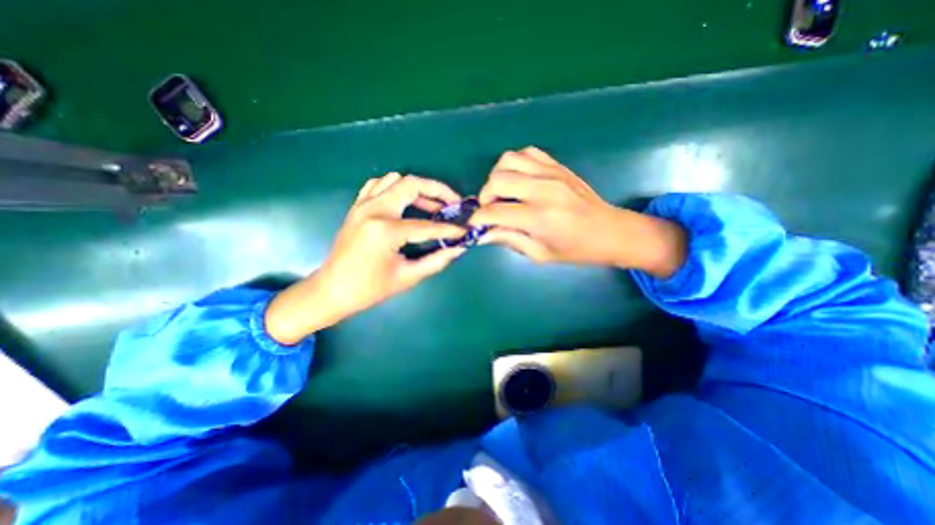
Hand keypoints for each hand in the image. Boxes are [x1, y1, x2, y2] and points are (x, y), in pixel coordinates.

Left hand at [263, 172, 466, 343]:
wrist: (331, 290)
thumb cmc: (369, 289)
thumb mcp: (407, 277)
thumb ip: (436, 260)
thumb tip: (458, 248)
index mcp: (385, 230)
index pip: (427, 225)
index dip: (449, 230)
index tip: (465, 231)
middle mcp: (373, 209)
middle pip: (411, 185)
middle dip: (437, 191)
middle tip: (453, 204)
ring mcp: (362, 205)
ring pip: (395, 180)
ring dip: (417, 189)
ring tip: (432, 206)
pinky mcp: (357, 207)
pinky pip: (378, 185)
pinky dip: (396, 188)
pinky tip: (405, 204)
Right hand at [471, 145, 684, 274]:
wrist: (609, 231)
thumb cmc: (575, 250)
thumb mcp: (540, 253)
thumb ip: (509, 240)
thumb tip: (483, 233)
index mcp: (539, 217)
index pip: (495, 212)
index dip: (478, 219)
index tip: (475, 224)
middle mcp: (543, 190)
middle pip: (497, 180)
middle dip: (485, 196)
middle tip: (490, 209)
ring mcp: (551, 173)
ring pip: (508, 160)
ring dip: (497, 176)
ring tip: (503, 193)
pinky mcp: (557, 165)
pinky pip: (527, 152)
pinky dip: (515, 164)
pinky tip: (518, 179)